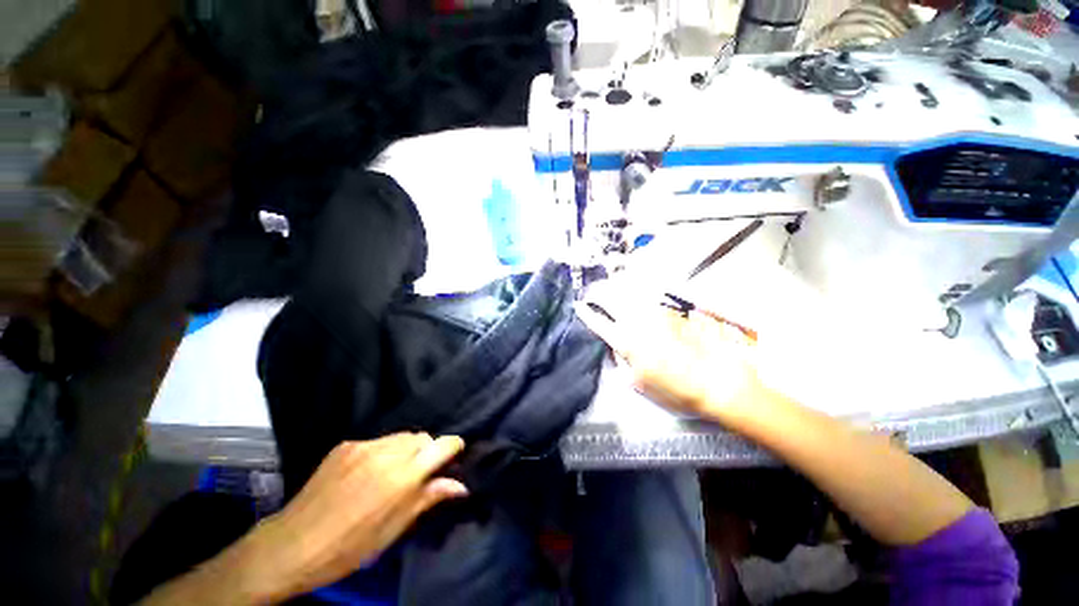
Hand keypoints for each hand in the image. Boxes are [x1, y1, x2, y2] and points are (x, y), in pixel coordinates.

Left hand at [248, 434, 466, 600]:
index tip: (453, 456)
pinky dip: (382, 452)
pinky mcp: (346, 445)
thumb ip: (428, 498)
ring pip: (401, 437)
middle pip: (422, 437)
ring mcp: (364, 446)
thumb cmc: (350, 547)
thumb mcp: (394, 529)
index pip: (443, 444)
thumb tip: (460, 485)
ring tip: (391, 473)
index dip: (453, 447)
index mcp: (403, 476)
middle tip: (417, 475)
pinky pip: (377, 441)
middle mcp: (388, 453)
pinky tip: (366, 473)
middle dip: (426, 451)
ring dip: (405, 450)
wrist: (292, 544)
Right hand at [575, 300, 767, 421]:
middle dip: (596, 292)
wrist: (718, 379)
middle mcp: (637, 320)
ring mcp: (654, 311)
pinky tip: (633, 294)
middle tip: (591, 293)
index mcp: (626, 341)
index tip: (577, 306)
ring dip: (614, 288)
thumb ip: (622, 362)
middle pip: (610, 297)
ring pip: (627, 291)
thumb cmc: (675, 389)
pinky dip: (634, 292)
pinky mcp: (670, 309)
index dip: (585, 313)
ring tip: (608, 287)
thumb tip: (617, 347)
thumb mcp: (639, 383)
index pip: (598, 322)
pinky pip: (645, 295)